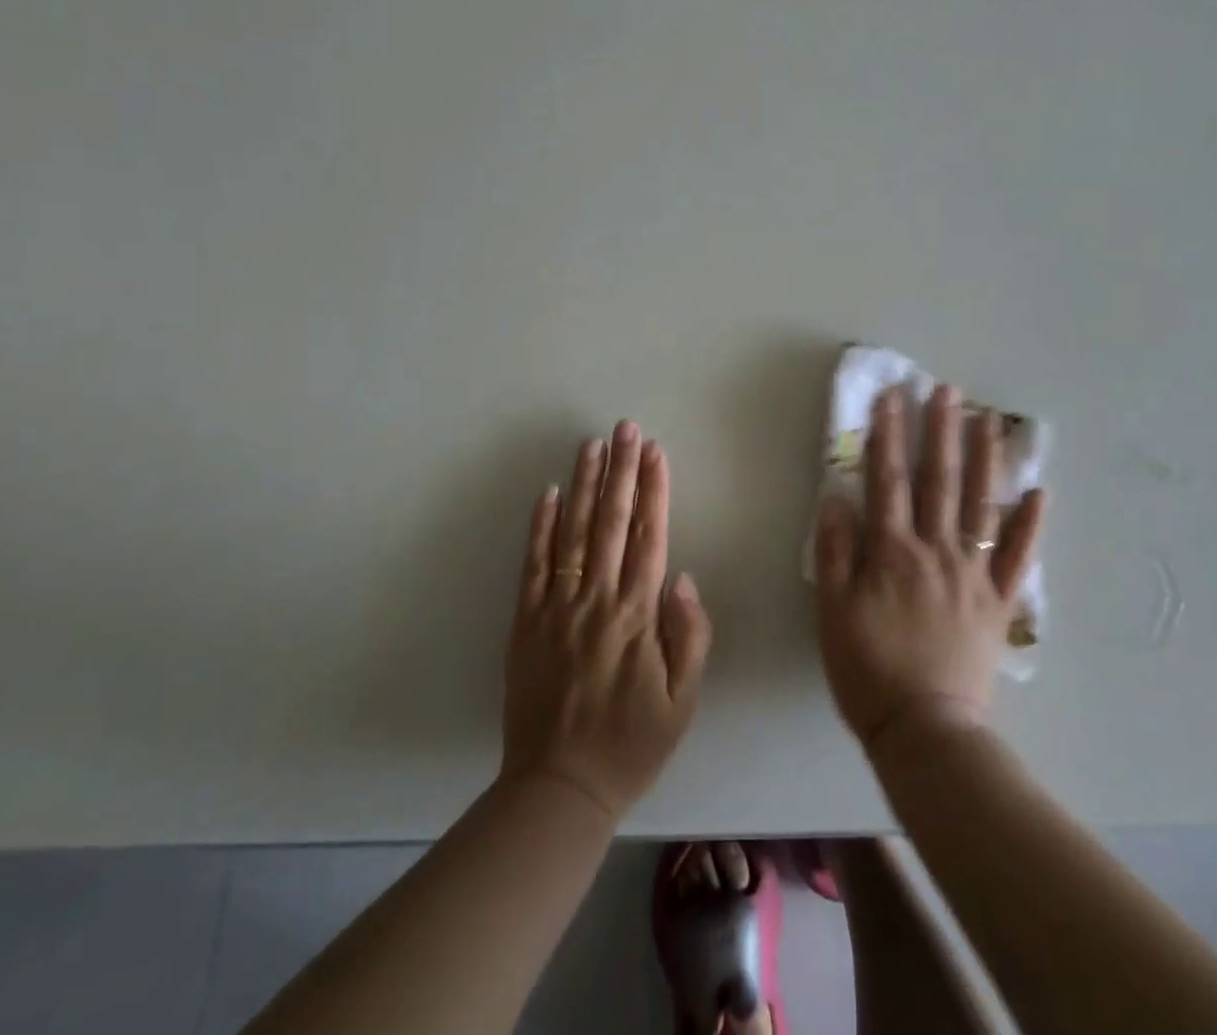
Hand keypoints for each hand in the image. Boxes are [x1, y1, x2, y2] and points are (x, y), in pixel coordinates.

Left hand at [500, 422, 713, 821]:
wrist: (559, 788)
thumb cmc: (631, 743)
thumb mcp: (682, 701)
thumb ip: (690, 636)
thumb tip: (682, 578)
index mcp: (637, 615)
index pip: (649, 536)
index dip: (654, 490)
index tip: (655, 451)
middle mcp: (597, 599)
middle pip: (612, 522)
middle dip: (621, 470)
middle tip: (625, 428)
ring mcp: (557, 607)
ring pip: (573, 532)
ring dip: (585, 485)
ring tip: (592, 445)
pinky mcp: (526, 621)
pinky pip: (533, 565)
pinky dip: (541, 526)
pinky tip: (550, 493)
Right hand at [815, 383, 1045, 750]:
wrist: (925, 730)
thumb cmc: (868, 670)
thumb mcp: (831, 612)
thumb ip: (833, 552)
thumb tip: (837, 498)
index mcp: (892, 551)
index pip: (887, 479)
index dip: (888, 435)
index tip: (891, 396)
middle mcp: (936, 550)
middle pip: (938, 480)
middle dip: (941, 431)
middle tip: (947, 390)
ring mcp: (973, 574)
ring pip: (980, 505)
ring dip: (984, 460)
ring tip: (987, 420)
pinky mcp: (998, 602)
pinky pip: (1017, 557)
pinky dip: (1029, 525)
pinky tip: (1039, 493)